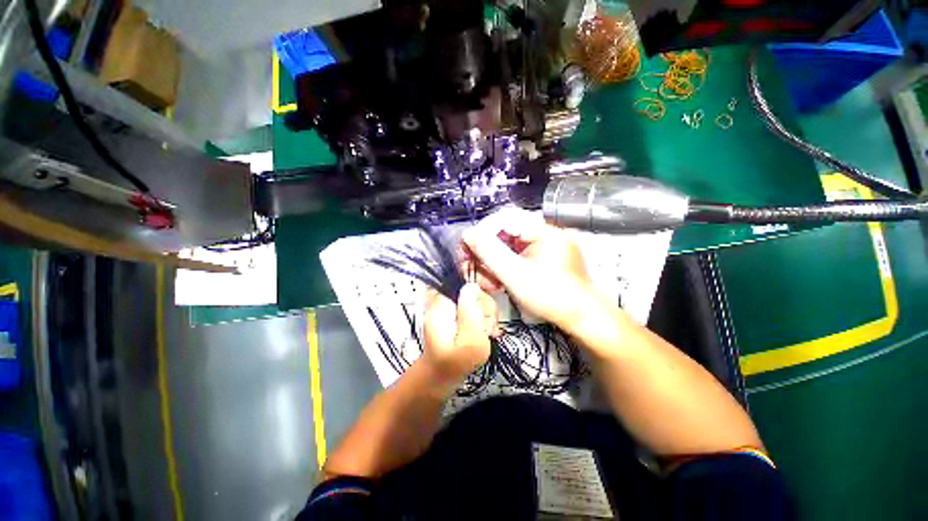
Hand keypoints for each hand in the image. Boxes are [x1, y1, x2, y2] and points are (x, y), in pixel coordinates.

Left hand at [421, 283, 497, 385]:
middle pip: (473, 289)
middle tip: (488, 328)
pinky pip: (475, 308)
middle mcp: (444, 299)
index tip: (492, 303)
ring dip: (488, 316)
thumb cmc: (455, 363)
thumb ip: (470, 311)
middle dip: (486, 308)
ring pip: (477, 299)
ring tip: (488, 334)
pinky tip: (487, 333)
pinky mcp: (457, 313)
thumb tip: (471, 285)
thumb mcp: (468, 340)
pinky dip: (484, 319)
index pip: (463, 279)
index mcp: (441, 302)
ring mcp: (451, 306)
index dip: (480, 287)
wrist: (441, 377)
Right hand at [460, 208, 594, 333]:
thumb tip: (469, 234)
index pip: (504, 219)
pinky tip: (500, 282)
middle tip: (475, 270)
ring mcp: (547, 247)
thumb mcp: (515, 275)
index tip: (470, 249)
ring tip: (489, 282)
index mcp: (543, 231)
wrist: (584, 319)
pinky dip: (506, 268)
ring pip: (510, 247)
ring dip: (495, 264)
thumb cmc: (553, 298)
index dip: (483, 233)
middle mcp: (546, 234)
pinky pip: (519, 256)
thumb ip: (490, 253)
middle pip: (506, 233)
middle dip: (487, 254)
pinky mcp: (546, 259)